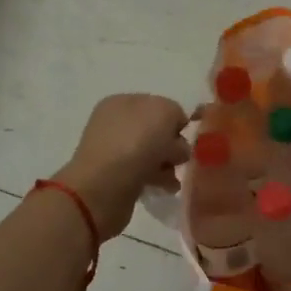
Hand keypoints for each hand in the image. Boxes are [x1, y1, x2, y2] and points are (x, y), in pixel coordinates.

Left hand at [55, 94, 190, 239]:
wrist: (104, 188)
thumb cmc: (134, 143)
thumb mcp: (164, 112)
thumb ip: (175, 113)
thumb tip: (174, 135)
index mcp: (121, 102)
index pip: (158, 105)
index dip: (175, 121)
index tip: (186, 137)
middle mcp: (115, 124)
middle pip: (156, 131)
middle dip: (173, 144)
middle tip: (179, 159)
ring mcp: (114, 152)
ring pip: (153, 154)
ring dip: (168, 164)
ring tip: (173, 178)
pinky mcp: (116, 178)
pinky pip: (145, 174)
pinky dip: (158, 180)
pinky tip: (165, 188)